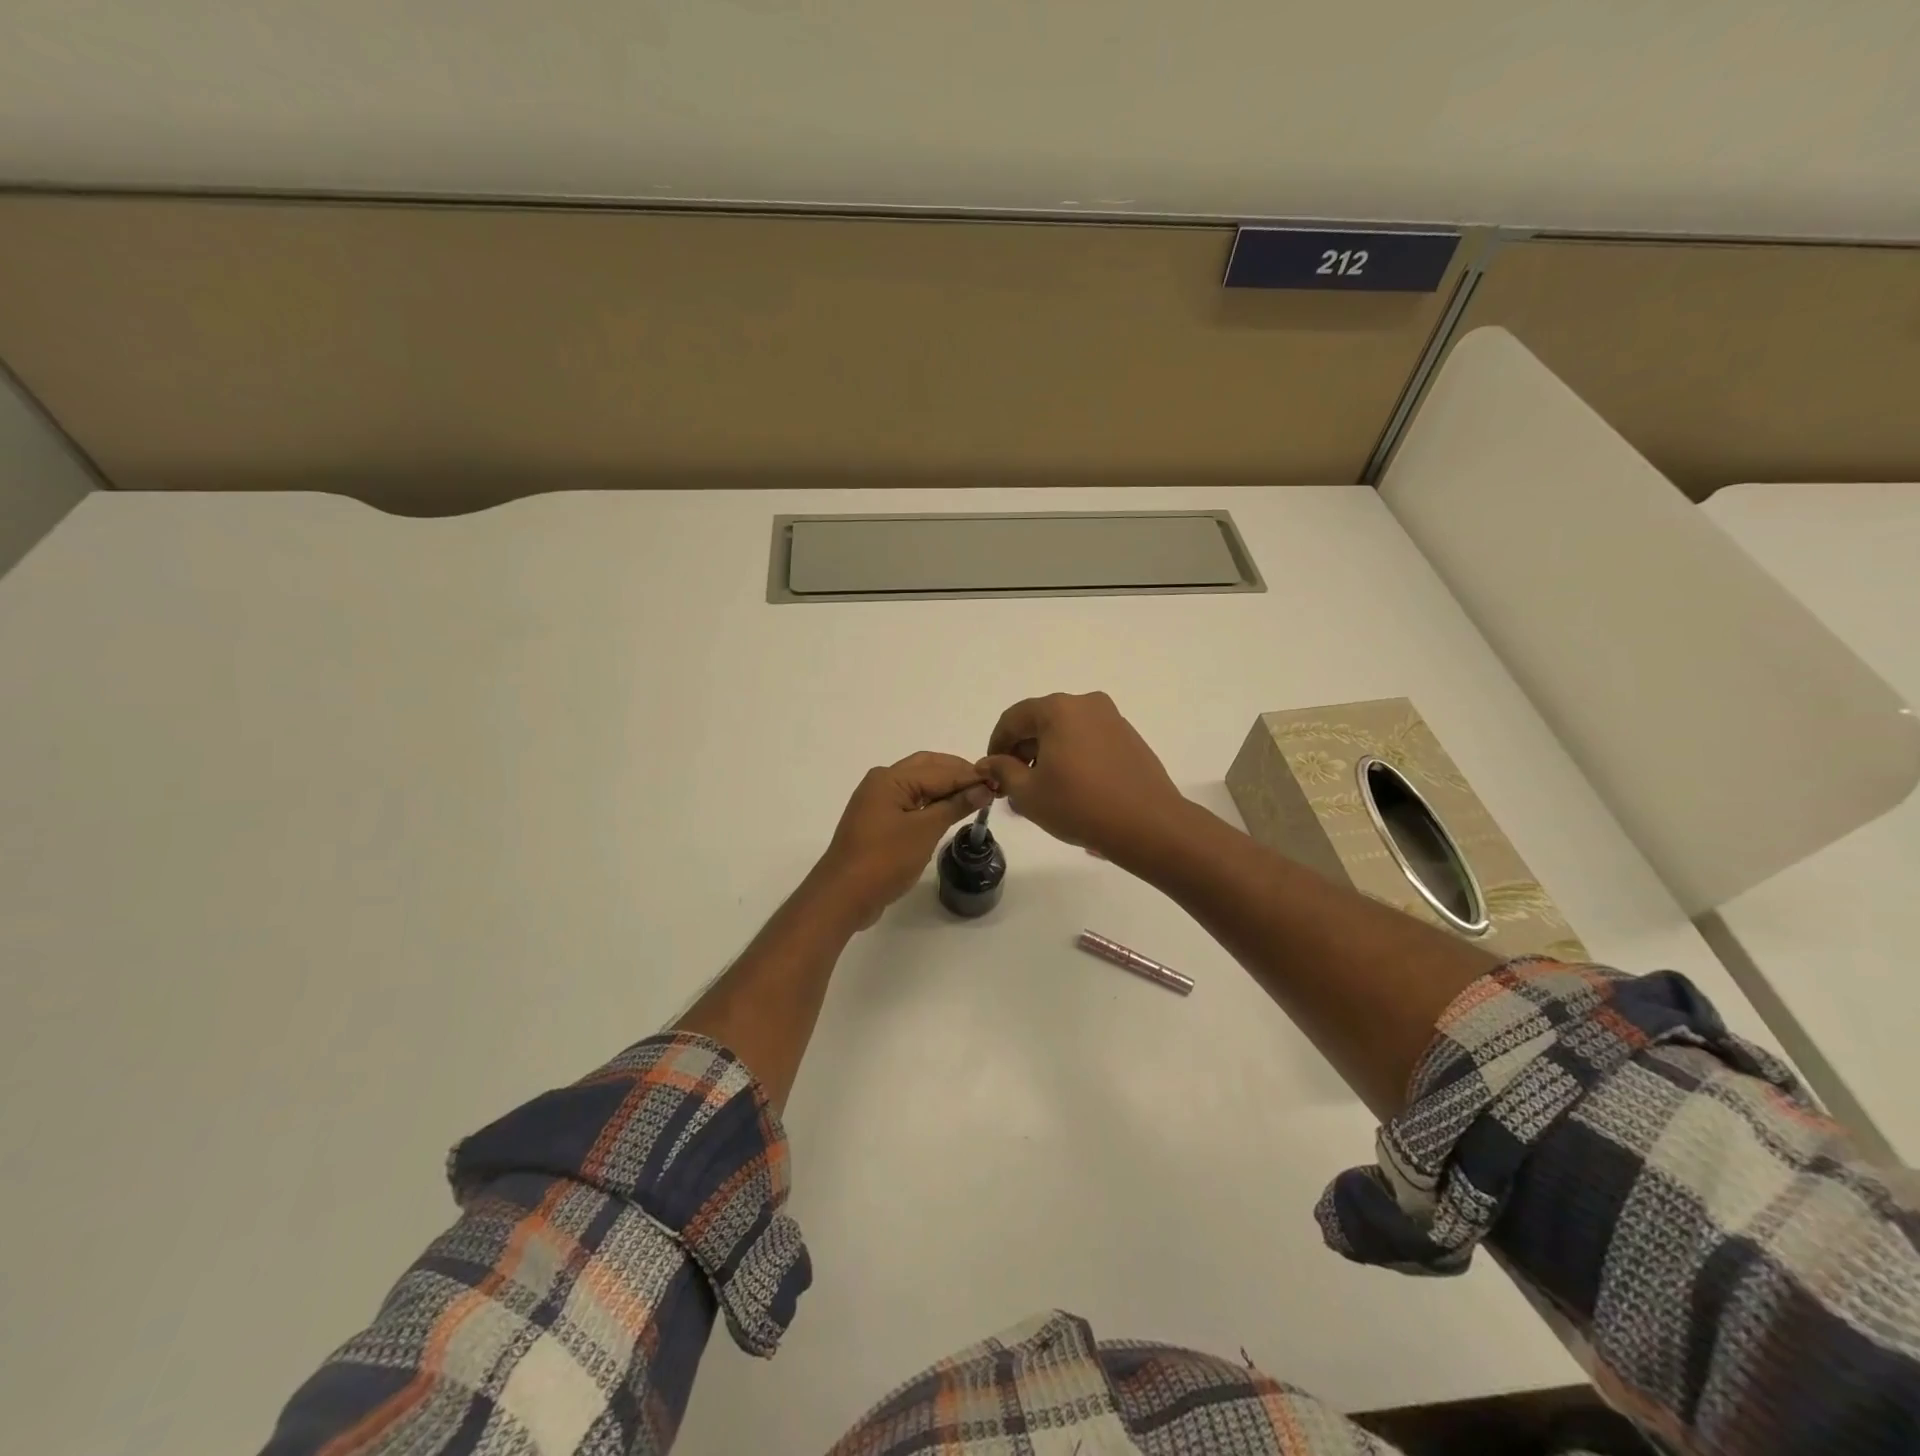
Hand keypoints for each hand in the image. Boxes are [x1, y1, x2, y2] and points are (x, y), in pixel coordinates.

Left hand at [810, 752, 992, 927]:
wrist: (843, 895)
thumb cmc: (885, 859)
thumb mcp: (925, 830)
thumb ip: (955, 805)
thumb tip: (983, 788)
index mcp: (890, 778)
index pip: (939, 769)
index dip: (970, 775)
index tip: (999, 781)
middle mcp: (881, 782)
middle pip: (927, 768)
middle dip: (957, 774)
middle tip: (988, 786)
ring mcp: (877, 803)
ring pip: (918, 785)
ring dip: (945, 788)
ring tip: (975, 797)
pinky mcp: (878, 822)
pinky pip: (910, 803)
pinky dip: (931, 804)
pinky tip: (949, 812)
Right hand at [976, 692, 1189, 864]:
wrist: (1148, 825)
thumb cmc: (1079, 805)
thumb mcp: (1028, 793)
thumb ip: (1003, 771)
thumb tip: (989, 763)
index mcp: (1058, 709)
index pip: (1013, 719)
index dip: (996, 745)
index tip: (991, 773)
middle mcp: (1086, 704)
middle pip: (1041, 722)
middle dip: (1023, 752)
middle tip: (1014, 786)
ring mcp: (1112, 720)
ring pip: (1066, 732)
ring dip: (1048, 756)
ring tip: (1042, 792)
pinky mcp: (1129, 739)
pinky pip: (1089, 741)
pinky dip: (1073, 758)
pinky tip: (1072, 789)